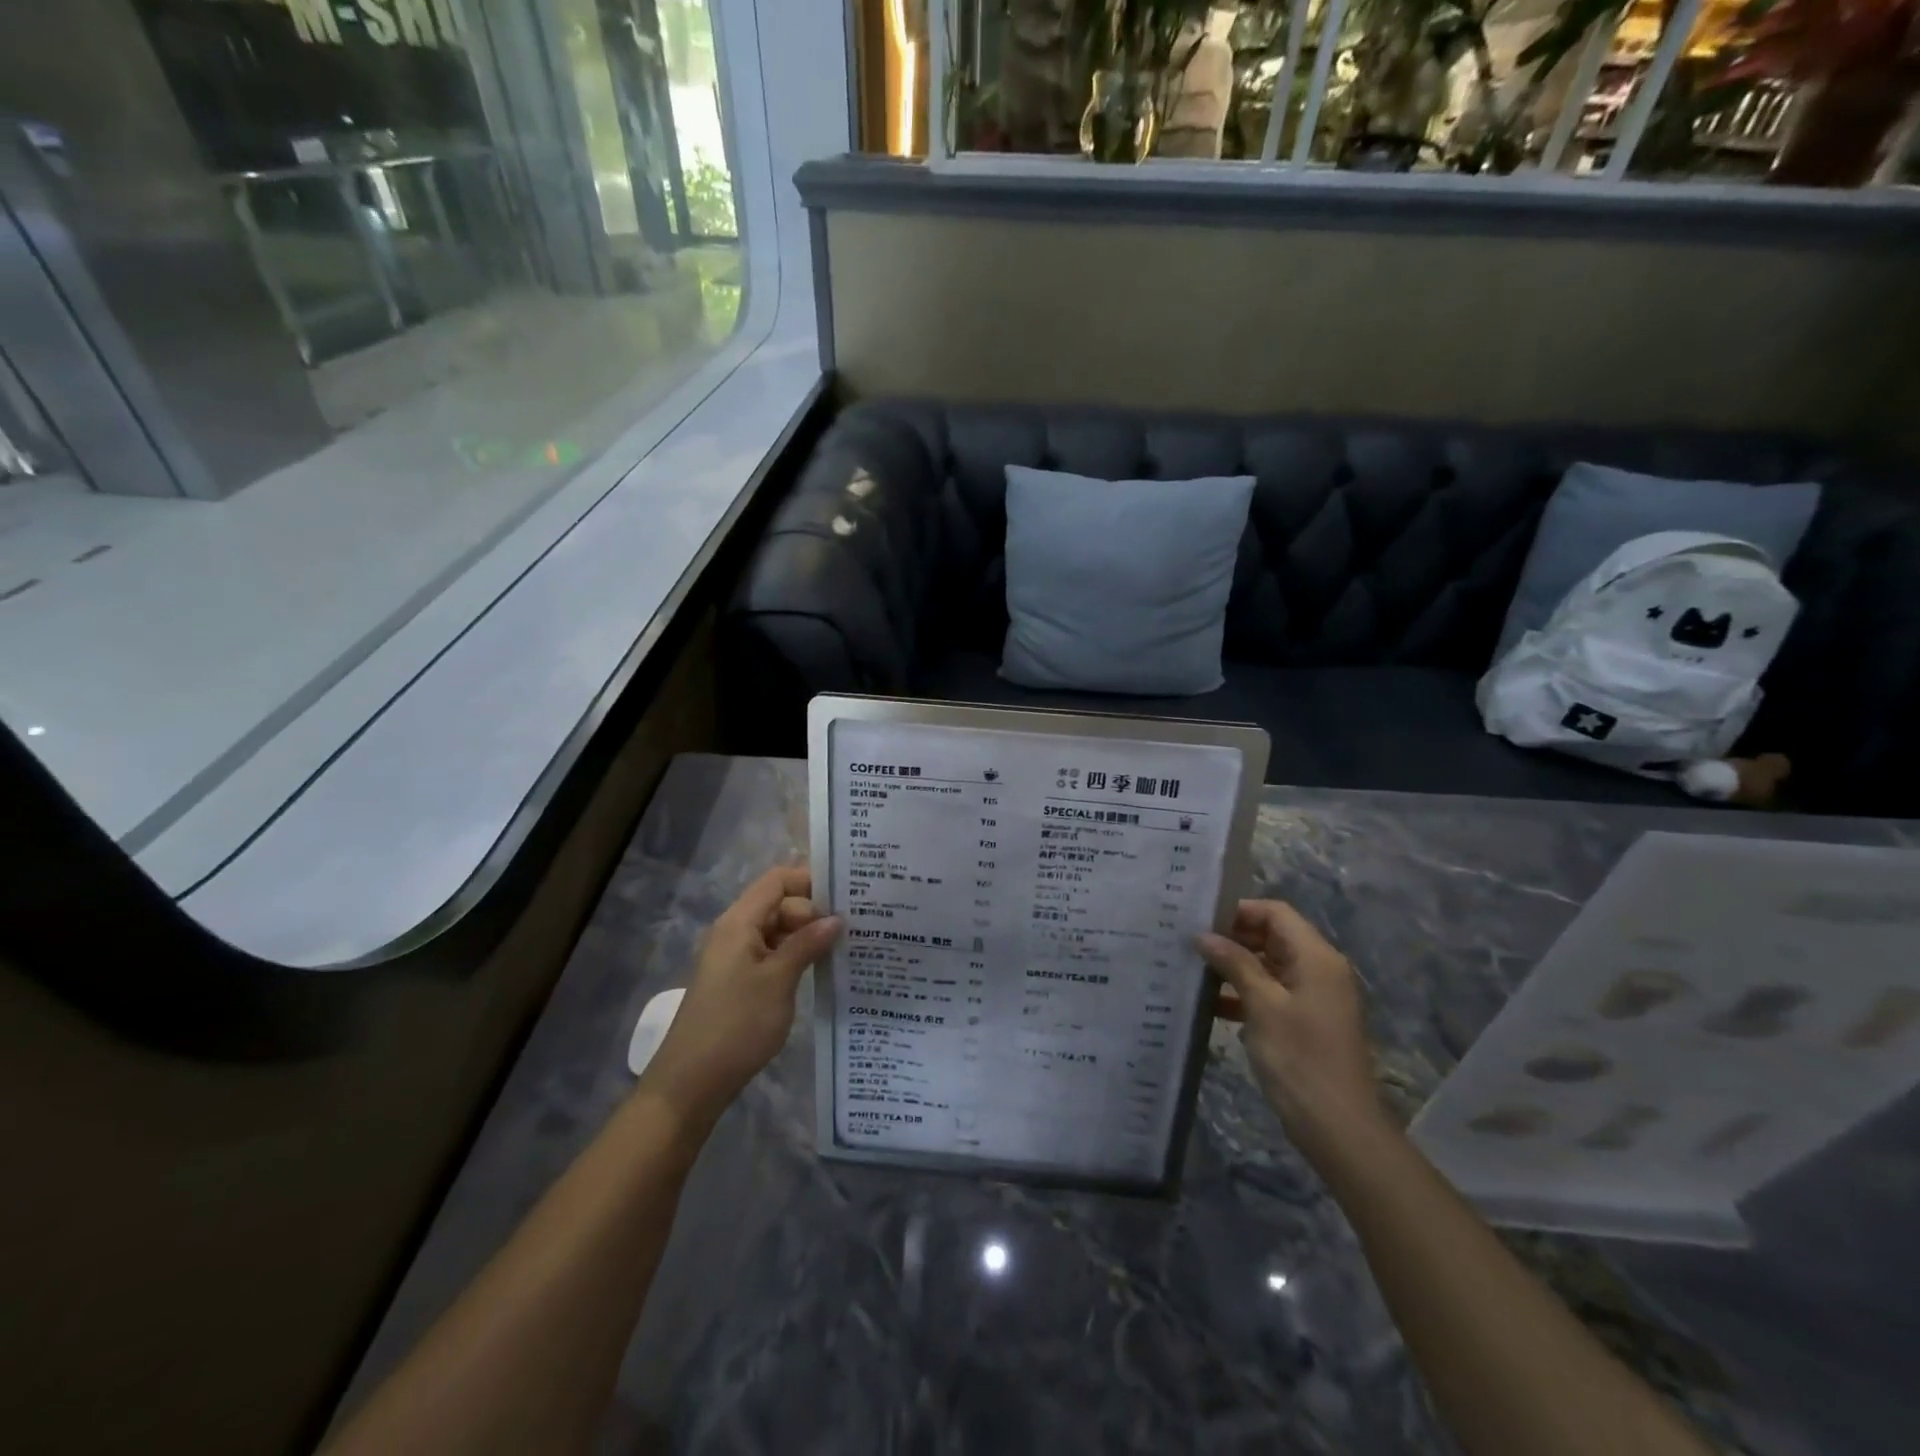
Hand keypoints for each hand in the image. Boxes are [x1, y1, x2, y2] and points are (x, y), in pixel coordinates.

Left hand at [641, 865, 840, 1129]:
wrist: (691, 1083)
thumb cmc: (736, 1025)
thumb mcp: (778, 981)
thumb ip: (807, 944)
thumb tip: (836, 918)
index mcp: (739, 922)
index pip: (777, 880)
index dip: (810, 880)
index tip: (846, 894)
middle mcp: (736, 932)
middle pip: (780, 903)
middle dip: (814, 910)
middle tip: (851, 927)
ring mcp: (737, 957)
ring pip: (779, 930)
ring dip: (808, 935)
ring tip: (846, 944)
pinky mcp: (741, 981)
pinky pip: (774, 953)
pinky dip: (797, 955)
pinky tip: (822, 968)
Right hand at [1198, 900, 1380, 1149]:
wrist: (1339, 1128)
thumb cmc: (1301, 1058)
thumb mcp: (1262, 1006)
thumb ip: (1234, 964)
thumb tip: (1203, 935)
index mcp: (1316, 957)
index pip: (1275, 913)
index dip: (1239, 910)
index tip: (1200, 920)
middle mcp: (1318, 969)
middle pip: (1272, 936)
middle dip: (1232, 937)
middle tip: (1190, 943)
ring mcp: (1312, 997)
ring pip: (1268, 965)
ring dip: (1234, 966)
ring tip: (1193, 968)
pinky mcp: (1303, 1021)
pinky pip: (1270, 992)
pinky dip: (1243, 993)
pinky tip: (1210, 1003)